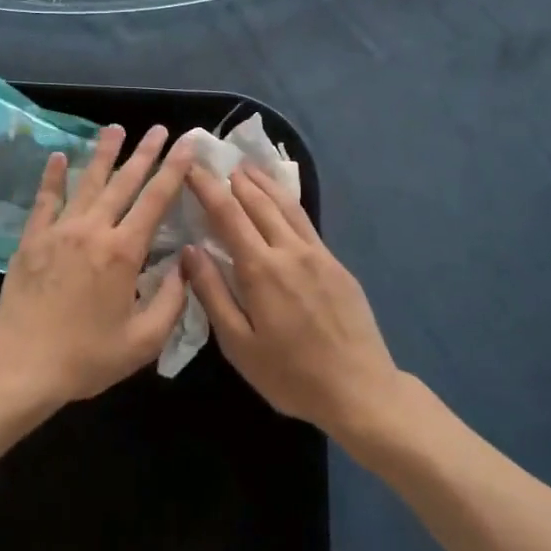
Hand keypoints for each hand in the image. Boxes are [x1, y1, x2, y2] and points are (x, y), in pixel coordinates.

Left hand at [0, 125, 193, 408]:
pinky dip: (53, 176)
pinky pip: (45, 199)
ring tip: (115, 129)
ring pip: (86, 182)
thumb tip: (185, 263)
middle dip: (144, 153)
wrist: (21, 367)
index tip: (186, 144)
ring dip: (103, 154)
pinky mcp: (32, 239)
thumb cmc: (86, 358)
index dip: (174, 170)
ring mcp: (59, 231)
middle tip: (159, 128)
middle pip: (124, 182)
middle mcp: (93, 230)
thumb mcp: (143, 341)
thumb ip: (172, 300)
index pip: (156, 200)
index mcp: (123, 252)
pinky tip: (57, 156)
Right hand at [182, 163, 404, 438]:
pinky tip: (280, 200)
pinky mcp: (336, 263)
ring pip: (285, 204)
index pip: (227, 213)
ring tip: (245, 167)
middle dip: (233, 178)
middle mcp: (289, 250)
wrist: (360, 390)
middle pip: (258, 200)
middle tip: (215, 160)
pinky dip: (286, 201)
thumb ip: (213, 293)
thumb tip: (190, 251)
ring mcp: (318, 253)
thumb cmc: (291, 375)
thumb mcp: (239, 345)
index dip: (206, 186)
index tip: (190, 167)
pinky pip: (305, 220)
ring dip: (262, 182)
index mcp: (261, 269)